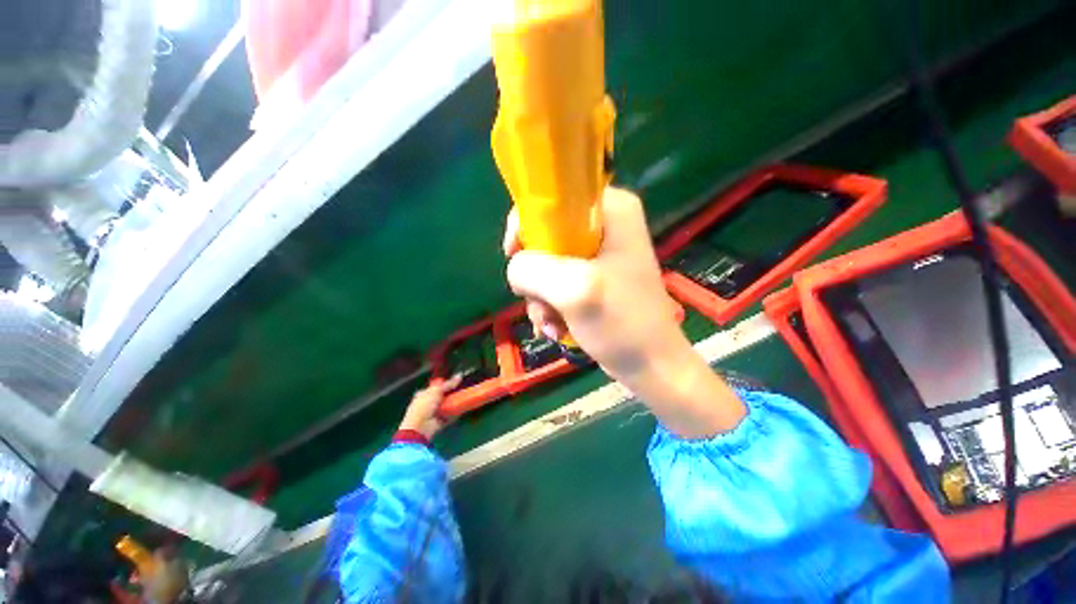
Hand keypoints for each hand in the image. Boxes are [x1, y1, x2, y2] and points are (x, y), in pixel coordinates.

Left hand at [398, 375, 461, 440]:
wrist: (420, 427)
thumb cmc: (424, 406)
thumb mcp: (436, 390)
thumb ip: (448, 384)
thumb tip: (459, 375)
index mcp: (423, 394)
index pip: (435, 387)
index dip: (445, 385)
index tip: (456, 383)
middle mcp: (427, 404)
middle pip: (442, 397)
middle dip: (451, 394)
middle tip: (462, 390)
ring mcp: (433, 414)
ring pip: (446, 406)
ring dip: (454, 403)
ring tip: (464, 398)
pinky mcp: (439, 422)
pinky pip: (449, 416)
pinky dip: (455, 413)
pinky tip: (463, 409)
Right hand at [504, 187, 744, 437]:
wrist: (652, 365)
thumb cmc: (621, 323)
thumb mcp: (573, 290)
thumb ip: (532, 269)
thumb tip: (516, 269)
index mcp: (609, 209)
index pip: (551, 200)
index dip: (527, 227)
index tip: (517, 259)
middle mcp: (603, 224)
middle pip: (545, 236)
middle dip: (536, 276)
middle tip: (542, 303)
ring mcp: (598, 254)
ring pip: (546, 264)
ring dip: (541, 297)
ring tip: (553, 323)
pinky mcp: (593, 278)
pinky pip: (556, 282)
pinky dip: (551, 306)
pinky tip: (558, 327)